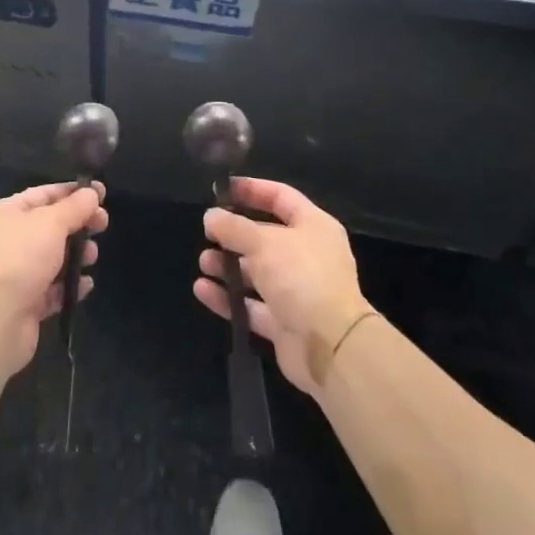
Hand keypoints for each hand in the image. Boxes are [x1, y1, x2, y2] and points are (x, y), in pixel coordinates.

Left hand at [0, 180, 107, 376]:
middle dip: (78, 224)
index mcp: (5, 213)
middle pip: (49, 226)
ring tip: (92, 257)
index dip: (72, 192)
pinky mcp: (24, 303)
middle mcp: (6, 240)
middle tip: (103, 225)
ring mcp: (14, 273)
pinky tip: (85, 285)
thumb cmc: (20, 257)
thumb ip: (75, 206)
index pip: (43, 194)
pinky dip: (69, 286)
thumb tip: (92, 192)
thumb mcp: (51, 222)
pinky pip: (52, 289)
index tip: (101, 194)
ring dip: (76, 255)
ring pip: (52, 258)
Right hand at [193, 177, 369, 397]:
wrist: (332, 346)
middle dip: (234, 234)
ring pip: (256, 273)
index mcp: (313, 227)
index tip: (222, 188)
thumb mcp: (263, 243)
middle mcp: (307, 256)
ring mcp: (297, 291)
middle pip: (265, 237)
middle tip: (207, 233)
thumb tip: (211, 217)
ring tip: (203, 262)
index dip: (252, 190)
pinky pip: (251, 305)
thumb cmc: (301, 277)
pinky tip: (202, 289)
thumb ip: (233, 227)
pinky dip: (228, 298)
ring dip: (228, 266)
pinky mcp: (284, 323)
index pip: (281, 197)